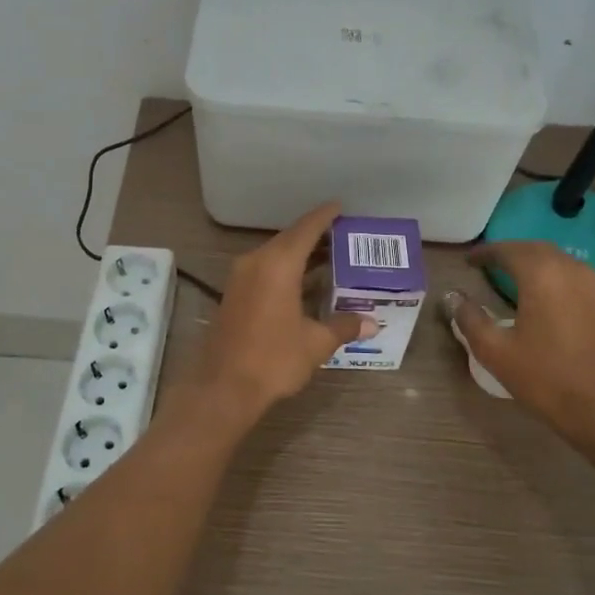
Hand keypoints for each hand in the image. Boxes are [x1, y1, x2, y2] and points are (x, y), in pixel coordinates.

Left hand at [193, 202, 377, 416]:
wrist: (223, 387)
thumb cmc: (273, 359)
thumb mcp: (316, 343)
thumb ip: (343, 326)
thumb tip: (371, 323)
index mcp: (279, 264)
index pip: (306, 229)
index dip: (324, 216)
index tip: (340, 206)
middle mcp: (256, 262)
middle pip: (289, 239)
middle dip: (315, 236)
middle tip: (343, 236)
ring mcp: (241, 278)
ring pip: (275, 255)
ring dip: (300, 254)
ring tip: (330, 258)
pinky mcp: (234, 294)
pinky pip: (264, 270)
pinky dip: (286, 270)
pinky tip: (304, 283)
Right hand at [446, 241, 594, 437]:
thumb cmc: (546, 378)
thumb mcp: (495, 351)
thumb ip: (470, 319)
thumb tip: (453, 297)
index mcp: (541, 275)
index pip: (508, 250)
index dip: (486, 252)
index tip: (468, 260)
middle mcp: (571, 270)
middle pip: (536, 249)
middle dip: (511, 253)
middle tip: (489, 264)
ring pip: (559, 261)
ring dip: (535, 263)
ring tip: (514, 278)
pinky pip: (576, 277)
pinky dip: (555, 278)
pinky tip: (546, 297)